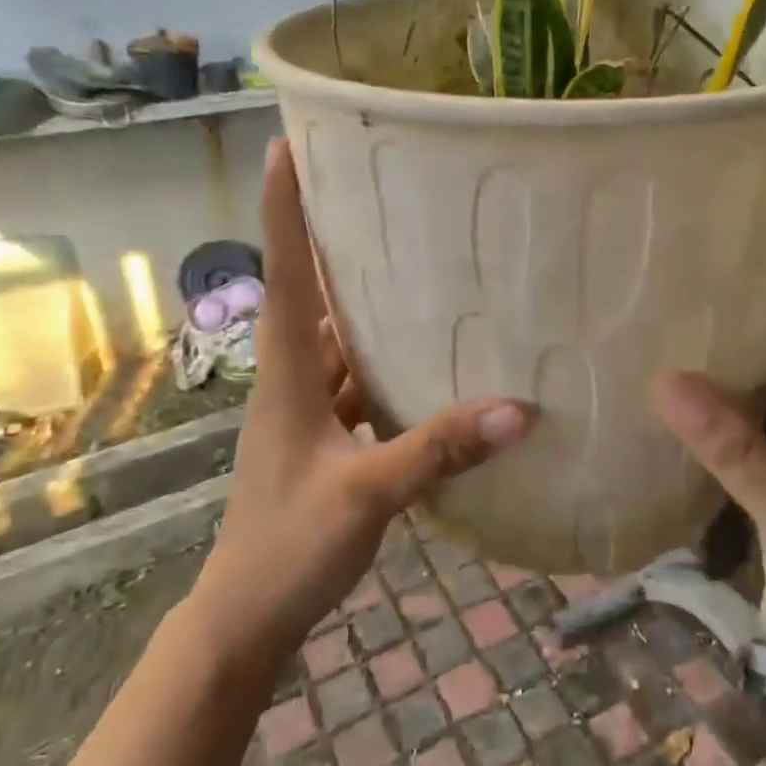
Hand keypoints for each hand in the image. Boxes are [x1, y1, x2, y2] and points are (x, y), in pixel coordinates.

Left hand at [188, 139, 532, 671]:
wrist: (245, 617)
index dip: (282, 210)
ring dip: (365, 302)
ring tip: (417, 261)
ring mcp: (306, 410)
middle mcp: (292, 378)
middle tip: (380, 191)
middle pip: (312, 293)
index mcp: (287, 374)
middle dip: (334, 240)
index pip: (283, 274)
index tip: (287, 148)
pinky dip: (384, 362)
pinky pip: (356, 381)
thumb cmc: (287, 547)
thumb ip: (438, 450)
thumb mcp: (365, 495)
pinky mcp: (323, 437)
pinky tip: (427, 358)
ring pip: (338, 339)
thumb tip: (519, 408)